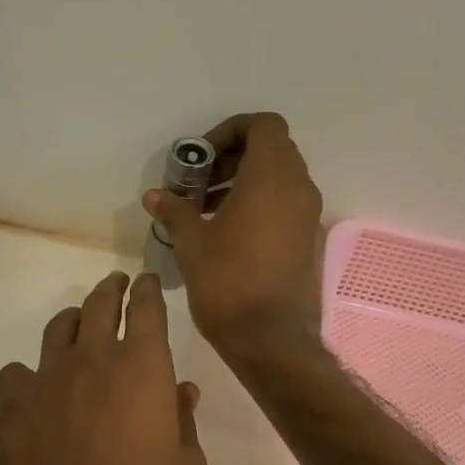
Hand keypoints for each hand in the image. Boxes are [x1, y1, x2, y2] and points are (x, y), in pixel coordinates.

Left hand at [0, 271, 207, 464]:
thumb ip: (183, 420)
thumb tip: (181, 391)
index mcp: (141, 365)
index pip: (146, 307)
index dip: (148, 289)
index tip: (148, 281)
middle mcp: (92, 358)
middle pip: (99, 304)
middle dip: (111, 289)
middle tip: (116, 284)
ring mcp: (47, 377)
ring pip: (57, 328)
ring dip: (72, 320)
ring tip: (77, 324)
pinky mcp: (12, 404)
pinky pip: (16, 373)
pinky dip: (27, 375)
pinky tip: (33, 390)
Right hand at [144, 112, 324, 358]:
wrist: (271, 339)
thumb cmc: (228, 282)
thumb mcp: (191, 243)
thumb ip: (174, 210)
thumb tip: (154, 195)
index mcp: (271, 178)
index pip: (263, 125)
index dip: (231, 130)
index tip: (202, 157)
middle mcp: (298, 189)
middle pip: (271, 149)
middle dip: (232, 158)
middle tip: (199, 183)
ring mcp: (309, 216)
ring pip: (279, 178)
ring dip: (243, 182)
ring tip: (206, 209)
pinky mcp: (309, 240)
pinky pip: (285, 204)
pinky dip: (258, 204)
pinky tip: (227, 233)